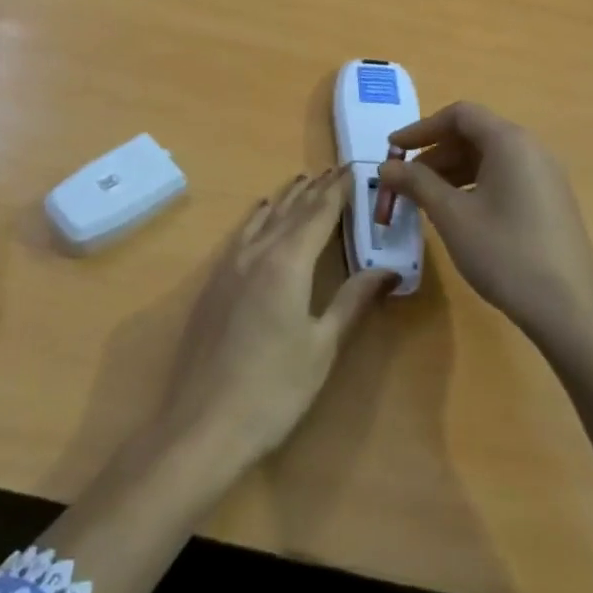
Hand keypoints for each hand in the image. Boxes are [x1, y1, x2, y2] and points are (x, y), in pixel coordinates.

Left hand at [154, 170, 392, 470]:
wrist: (203, 424)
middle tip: (334, 169)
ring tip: (303, 180)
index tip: (353, 168)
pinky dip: (259, 217)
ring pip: (263, 217)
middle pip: (290, 209)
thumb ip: (353, 301)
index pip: (319, 213)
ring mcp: (230, 265)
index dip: (338, 190)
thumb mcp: (323, 346)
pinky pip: (243, 233)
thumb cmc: (274, 389)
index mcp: (287, 262)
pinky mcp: (214, 282)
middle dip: (314, 189)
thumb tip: (389, 269)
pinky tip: (261, 214)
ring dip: (286, 197)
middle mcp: (257, 252)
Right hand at [380, 102, 592, 342]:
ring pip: (489, 158)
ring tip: (425, 200)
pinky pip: (504, 178)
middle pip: (474, 134)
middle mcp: (531, 149)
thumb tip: (387, 166)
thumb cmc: (505, 253)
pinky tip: (458, 214)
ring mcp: (545, 176)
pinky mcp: (550, 202)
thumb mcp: (452, 215)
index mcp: (509, 141)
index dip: (421, 128)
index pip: (459, 114)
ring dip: (451, 171)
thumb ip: (416, 183)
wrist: (570, 310)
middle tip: (404, 181)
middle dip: (434, 153)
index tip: (392, 150)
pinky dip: (474, 185)